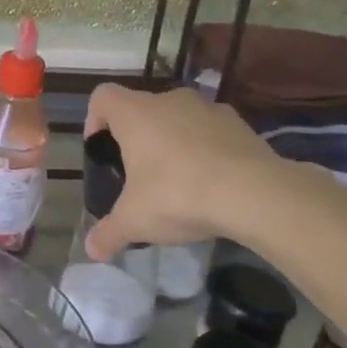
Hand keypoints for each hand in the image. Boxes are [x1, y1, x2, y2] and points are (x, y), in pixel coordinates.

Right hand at [82, 83, 296, 259]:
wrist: (254, 193)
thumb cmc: (178, 195)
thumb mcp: (135, 221)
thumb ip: (109, 233)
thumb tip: (92, 250)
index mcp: (135, 113)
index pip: (102, 96)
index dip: (95, 119)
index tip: (102, 149)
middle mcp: (168, 100)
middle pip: (142, 108)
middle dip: (138, 136)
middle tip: (139, 173)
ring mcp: (208, 108)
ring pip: (179, 117)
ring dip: (174, 140)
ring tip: (180, 179)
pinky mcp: (240, 123)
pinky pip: (212, 131)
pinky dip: (207, 148)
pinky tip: (213, 181)